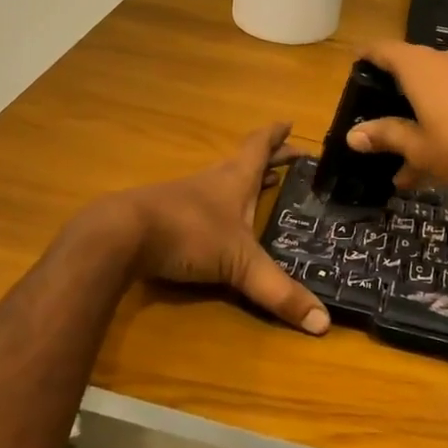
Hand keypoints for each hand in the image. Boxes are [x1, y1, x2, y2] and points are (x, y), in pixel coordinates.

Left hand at [121, 122, 329, 335]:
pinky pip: (204, 205)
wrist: (123, 235)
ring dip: (244, 182)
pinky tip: (221, 224)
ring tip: (262, 187)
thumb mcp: (240, 263)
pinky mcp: (168, 216)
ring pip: (223, 182)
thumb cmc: (189, 233)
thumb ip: (279, 291)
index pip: (260, 146)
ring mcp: (187, 197)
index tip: (289, 124)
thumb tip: (324, 323)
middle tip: (290, 157)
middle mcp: (213, 181)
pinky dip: (221, 207)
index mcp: (235, 179)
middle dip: (269, 159)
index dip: (276, 136)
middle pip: (244, 161)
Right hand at [344, 42, 447, 199]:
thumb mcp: (420, 148)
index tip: (353, 70)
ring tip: (408, 167)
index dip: (366, 58)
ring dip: (421, 123)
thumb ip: (386, 136)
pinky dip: (446, 126)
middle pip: (411, 73)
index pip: (383, 50)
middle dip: (394, 102)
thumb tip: (353, 135)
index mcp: (419, 66)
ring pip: (437, 94)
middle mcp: (446, 60)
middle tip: (379, 131)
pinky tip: (444, 164)